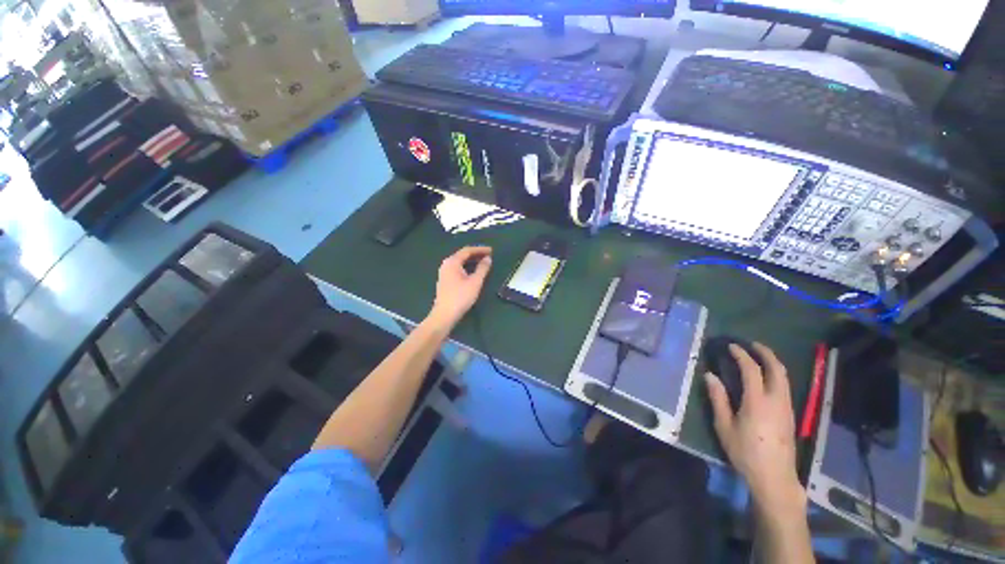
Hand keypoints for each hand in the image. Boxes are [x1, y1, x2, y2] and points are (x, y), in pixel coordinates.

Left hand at [427, 246, 492, 330]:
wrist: (444, 314)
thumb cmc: (461, 297)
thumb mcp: (475, 282)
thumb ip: (482, 268)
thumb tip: (488, 258)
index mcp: (452, 262)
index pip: (467, 250)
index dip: (480, 249)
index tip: (491, 250)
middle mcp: (446, 264)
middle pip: (462, 255)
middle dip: (476, 254)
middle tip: (489, 256)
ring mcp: (444, 272)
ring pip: (460, 262)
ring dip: (472, 261)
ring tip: (484, 263)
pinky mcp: (445, 280)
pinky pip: (458, 269)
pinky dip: (467, 267)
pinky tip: (474, 272)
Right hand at [705, 343, 804, 511]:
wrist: (775, 477)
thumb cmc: (745, 451)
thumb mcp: (724, 426)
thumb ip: (718, 399)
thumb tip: (710, 375)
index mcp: (758, 401)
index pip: (752, 370)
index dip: (741, 355)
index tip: (731, 346)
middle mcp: (776, 400)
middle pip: (777, 369)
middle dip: (766, 353)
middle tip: (752, 344)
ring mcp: (787, 408)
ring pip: (785, 378)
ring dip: (773, 363)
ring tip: (759, 356)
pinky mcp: (790, 415)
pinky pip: (785, 387)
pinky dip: (776, 375)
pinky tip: (766, 378)